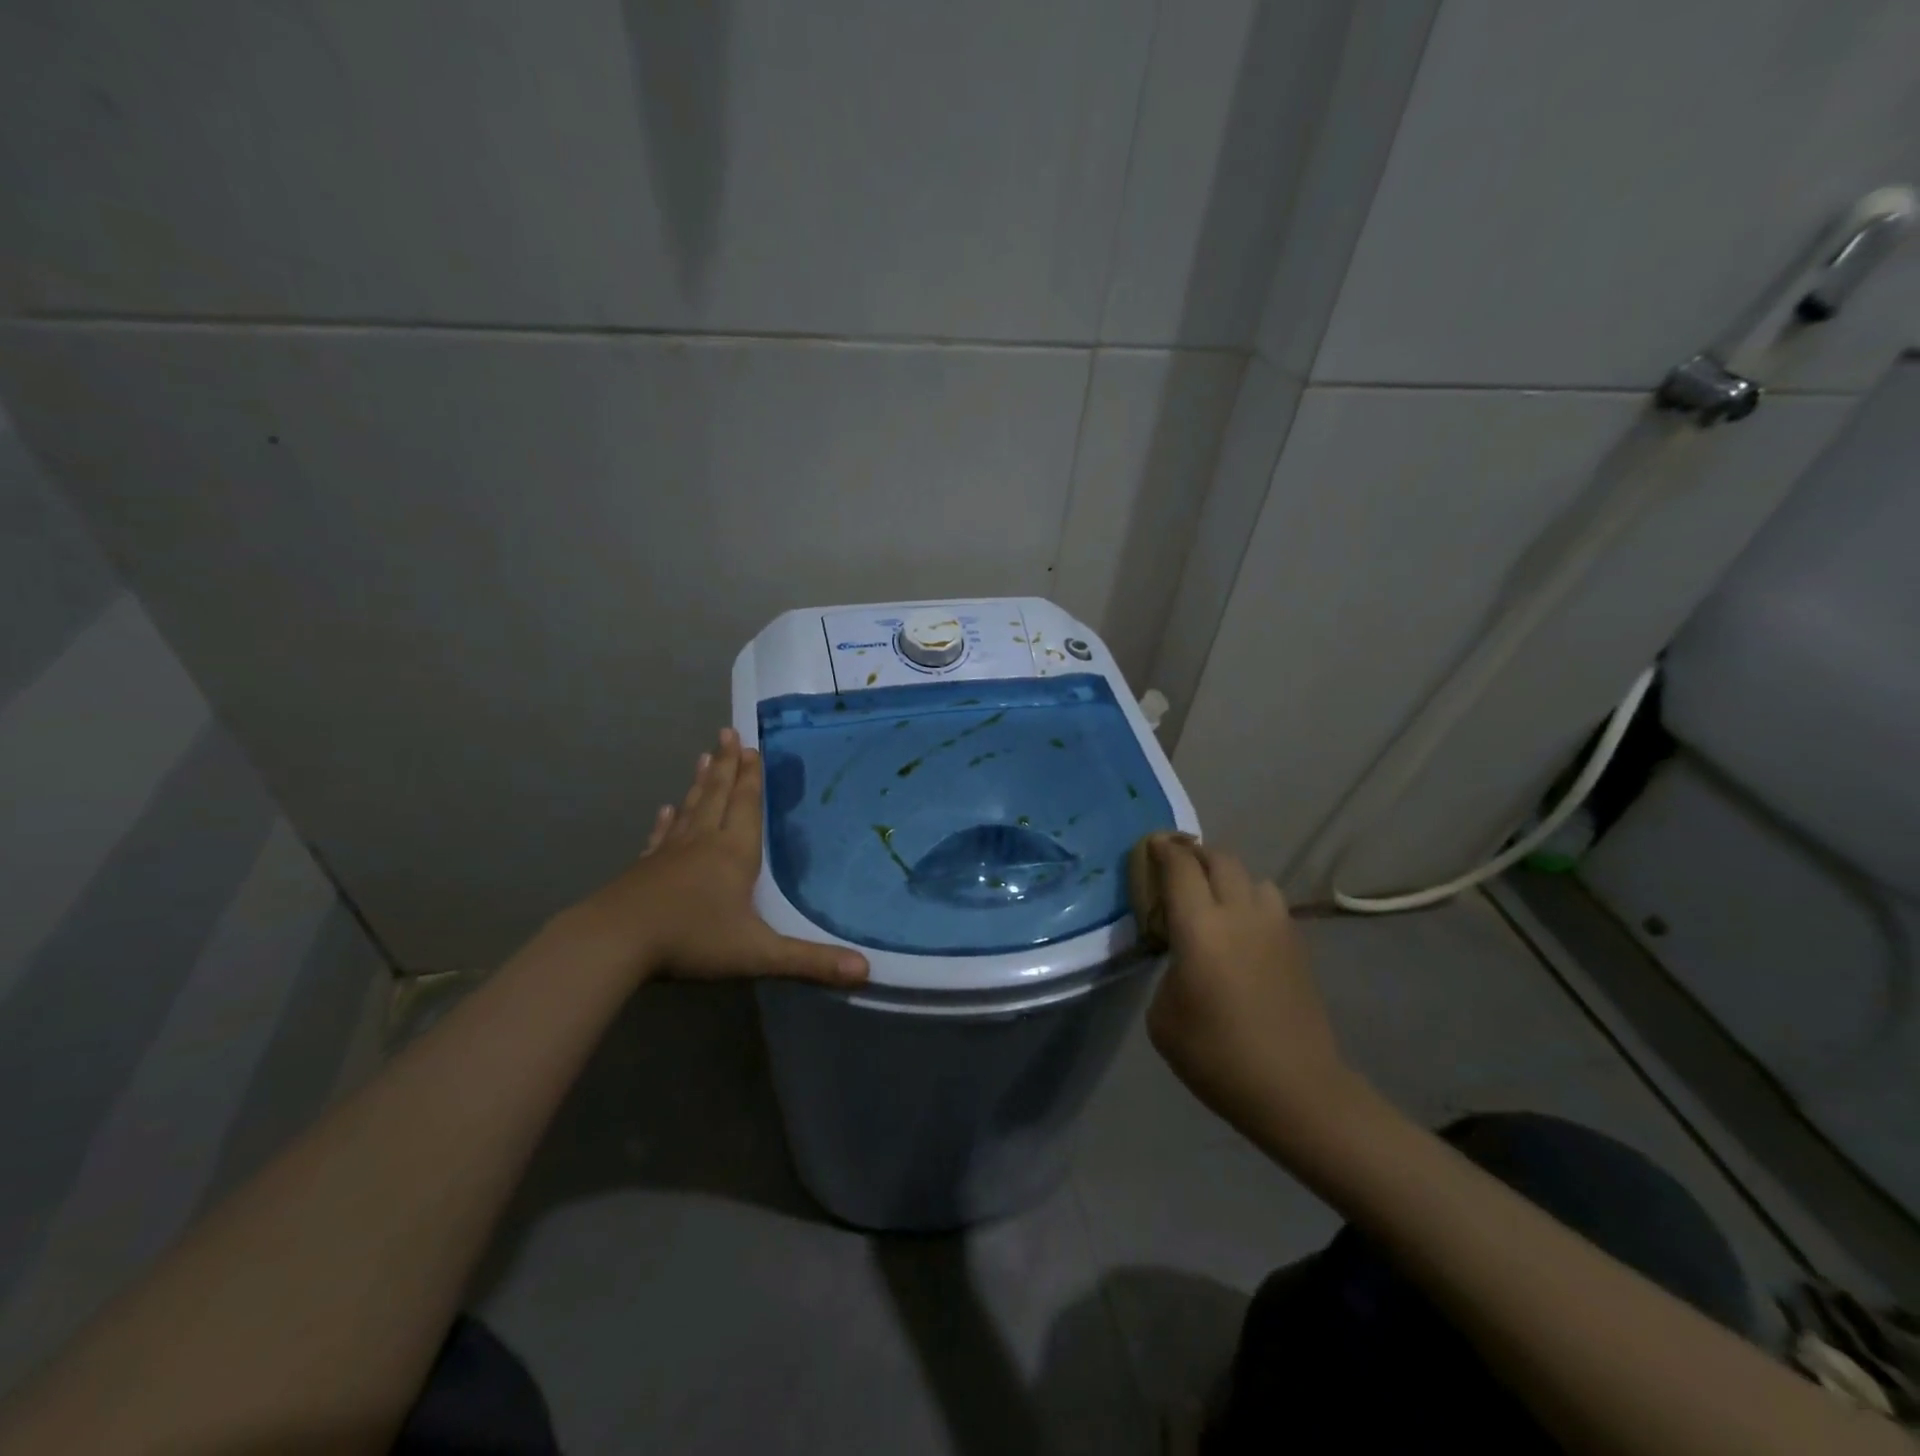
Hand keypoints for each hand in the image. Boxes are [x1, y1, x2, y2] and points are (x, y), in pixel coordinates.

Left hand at [570, 728, 868, 986]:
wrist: (615, 943)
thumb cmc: (692, 940)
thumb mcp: (758, 953)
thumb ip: (811, 962)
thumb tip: (866, 970)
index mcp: (734, 853)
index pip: (747, 806)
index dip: (752, 777)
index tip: (752, 746)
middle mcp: (703, 843)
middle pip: (718, 796)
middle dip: (727, 765)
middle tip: (728, 733)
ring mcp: (670, 854)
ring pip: (691, 809)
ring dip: (701, 783)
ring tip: (704, 756)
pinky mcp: (644, 869)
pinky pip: (661, 837)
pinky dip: (667, 821)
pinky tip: (666, 810)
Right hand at [1144, 835, 1352, 1139]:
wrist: (1296, 1089)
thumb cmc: (1217, 1056)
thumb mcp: (1163, 1016)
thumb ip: (1168, 968)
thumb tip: (1182, 954)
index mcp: (1200, 927)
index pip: (1179, 867)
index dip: (1162, 850)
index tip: (1150, 844)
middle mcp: (1240, 913)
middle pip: (1219, 859)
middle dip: (1194, 854)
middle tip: (1176, 866)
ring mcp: (1275, 926)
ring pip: (1251, 877)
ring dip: (1227, 877)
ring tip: (1213, 897)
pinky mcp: (1297, 944)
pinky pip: (1270, 902)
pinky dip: (1250, 901)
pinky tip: (1242, 928)